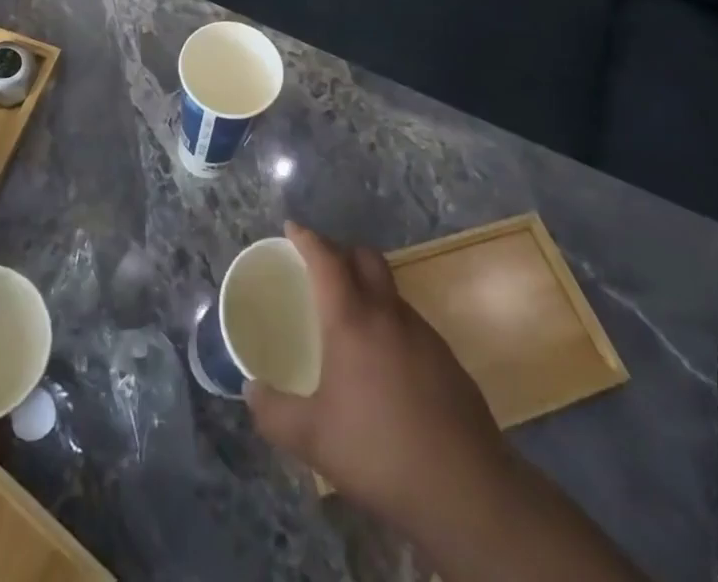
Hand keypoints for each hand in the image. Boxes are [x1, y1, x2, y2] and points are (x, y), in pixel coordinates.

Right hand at [243, 222, 508, 531]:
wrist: (467, 490)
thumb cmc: (379, 452)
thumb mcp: (312, 439)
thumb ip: (273, 412)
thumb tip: (250, 391)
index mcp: (352, 320)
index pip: (327, 259)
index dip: (308, 238)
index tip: (292, 227)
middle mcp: (389, 314)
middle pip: (366, 258)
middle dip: (342, 251)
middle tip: (321, 267)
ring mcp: (424, 334)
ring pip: (390, 290)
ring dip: (368, 288)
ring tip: (349, 319)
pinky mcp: (447, 360)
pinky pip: (410, 323)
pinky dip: (389, 323)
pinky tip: (383, 364)